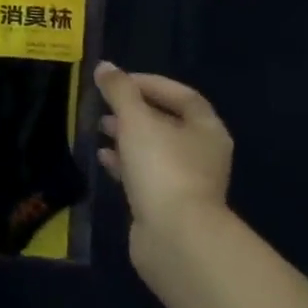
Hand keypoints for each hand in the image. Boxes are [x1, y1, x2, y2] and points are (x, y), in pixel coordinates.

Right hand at [96, 63, 233, 251]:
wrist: (176, 240)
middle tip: (105, 105)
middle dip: (135, 110)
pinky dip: (125, 163)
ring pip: (155, 150)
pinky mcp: (169, 207)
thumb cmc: (162, 168)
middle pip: (167, 122)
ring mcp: (188, 183)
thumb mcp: (136, 119)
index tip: (118, 82)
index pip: (181, 94)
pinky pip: (146, 175)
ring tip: (100, 128)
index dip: (150, 83)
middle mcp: (203, 154)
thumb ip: (119, 90)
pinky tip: (103, 158)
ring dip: (127, 137)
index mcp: (206, 129)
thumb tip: (105, 67)